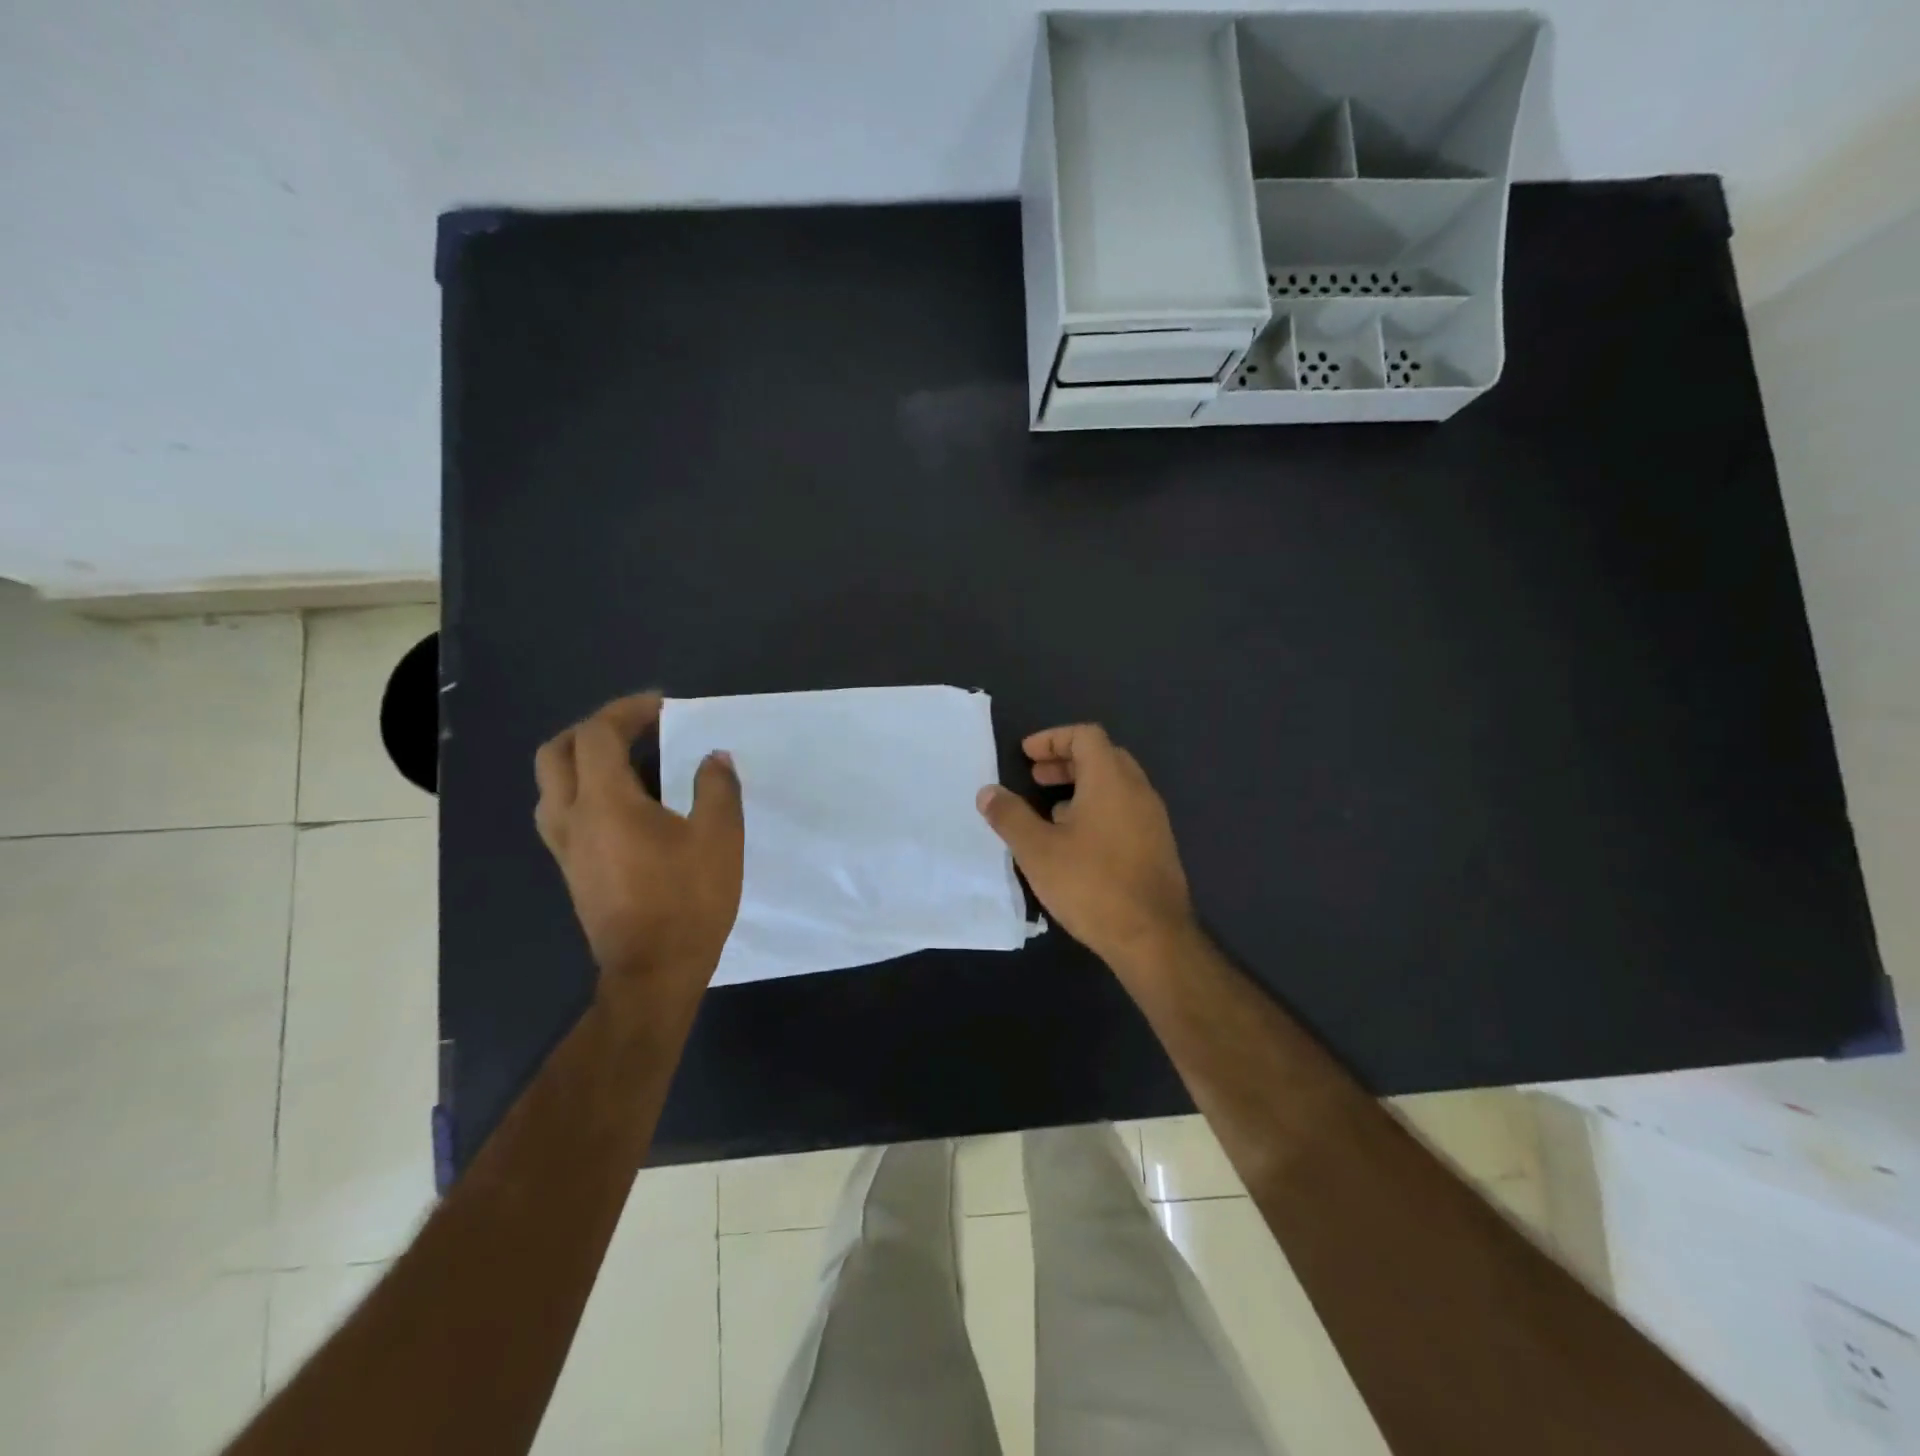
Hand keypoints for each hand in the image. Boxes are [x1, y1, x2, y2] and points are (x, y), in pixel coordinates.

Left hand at [534, 694, 743, 1018]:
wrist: (653, 971)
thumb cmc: (688, 900)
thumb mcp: (719, 838)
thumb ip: (716, 788)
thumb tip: (713, 758)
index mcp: (605, 802)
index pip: (598, 735)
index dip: (627, 711)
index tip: (662, 707)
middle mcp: (572, 818)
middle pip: (557, 753)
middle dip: (593, 729)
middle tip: (635, 728)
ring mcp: (565, 847)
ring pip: (552, 784)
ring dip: (581, 759)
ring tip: (627, 761)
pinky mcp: (572, 870)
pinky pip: (562, 812)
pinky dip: (584, 790)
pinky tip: (624, 805)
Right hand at [976, 724, 1195, 976]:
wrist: (1152, 937)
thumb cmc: (1091, 884)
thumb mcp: (1037, 850)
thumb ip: (1010, 816)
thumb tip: (987, 792)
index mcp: (1111, 780)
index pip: (1086, 735)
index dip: (1053, 738)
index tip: (1027, 755)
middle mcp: (1138, 790)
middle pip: (1103, 756)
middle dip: (1066, 761)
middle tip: (1035, 777)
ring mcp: (1153, 819)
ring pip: (1116, 785)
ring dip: (1082, 786)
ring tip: (1051, 811)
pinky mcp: (1158, 845)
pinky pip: (1126, 809)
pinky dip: (1099, 808)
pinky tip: (1078, 842)